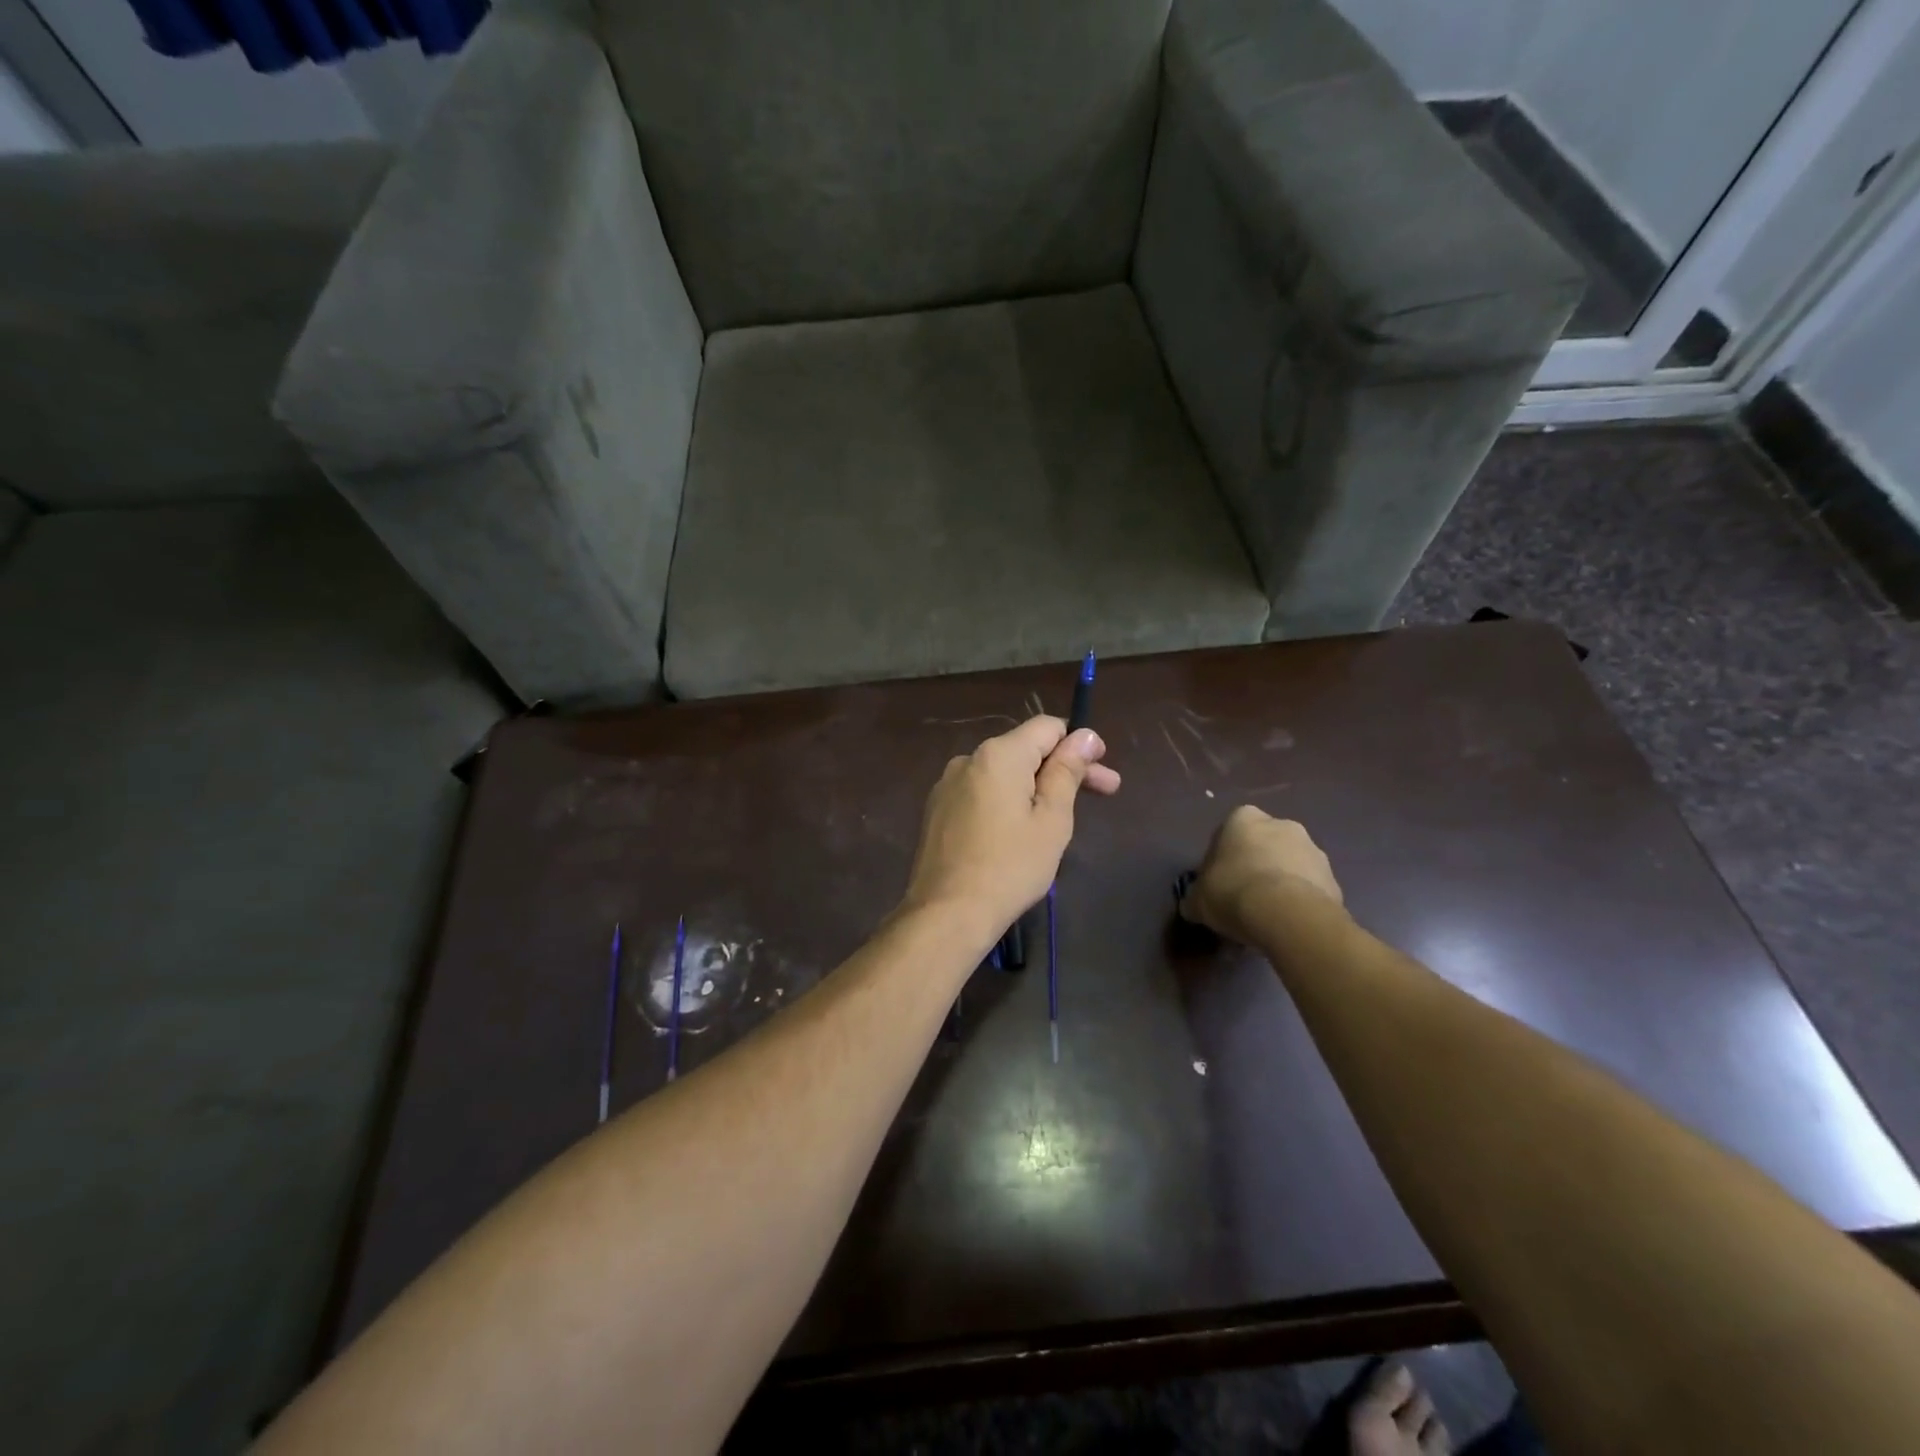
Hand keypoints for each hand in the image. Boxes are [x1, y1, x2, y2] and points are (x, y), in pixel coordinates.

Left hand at [901, 716, 1120, 934]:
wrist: (946, 914)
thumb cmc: (1010, 867)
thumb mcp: (1051, 820)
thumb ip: (1067, 772)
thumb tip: (1084, 735)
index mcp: (998, 755)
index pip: (1047, 727)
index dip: (1079, 743)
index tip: (1103, 770)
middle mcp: (968, 759)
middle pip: (1025, 750)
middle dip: (1064, 768)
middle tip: (1106, 792)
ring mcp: (947, 785)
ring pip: (1003, 774)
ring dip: (1036, 787)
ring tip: (1061, 820)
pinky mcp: (937, 810)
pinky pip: (982, 793)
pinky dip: (1007, 802)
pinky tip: (1020, 832)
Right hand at [1179, 806, 1342, 942]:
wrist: (1288, 915)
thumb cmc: (1233, 892)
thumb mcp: (1198, 899)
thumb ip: (1195, 897)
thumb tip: (1192, 905)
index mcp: (1244, 818)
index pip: (1228, 832)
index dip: (1221, 858)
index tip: (1218, 882)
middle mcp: (1282, 824)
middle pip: (1263, 845)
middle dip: (1255, 865)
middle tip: (1243, 897)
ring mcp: (1314, 850)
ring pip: (1290, 865)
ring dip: (1280, 882)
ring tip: (1268, 916)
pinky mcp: (1334, 879)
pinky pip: (1310, 888)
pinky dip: (1300, 901)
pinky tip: (1288, 924)